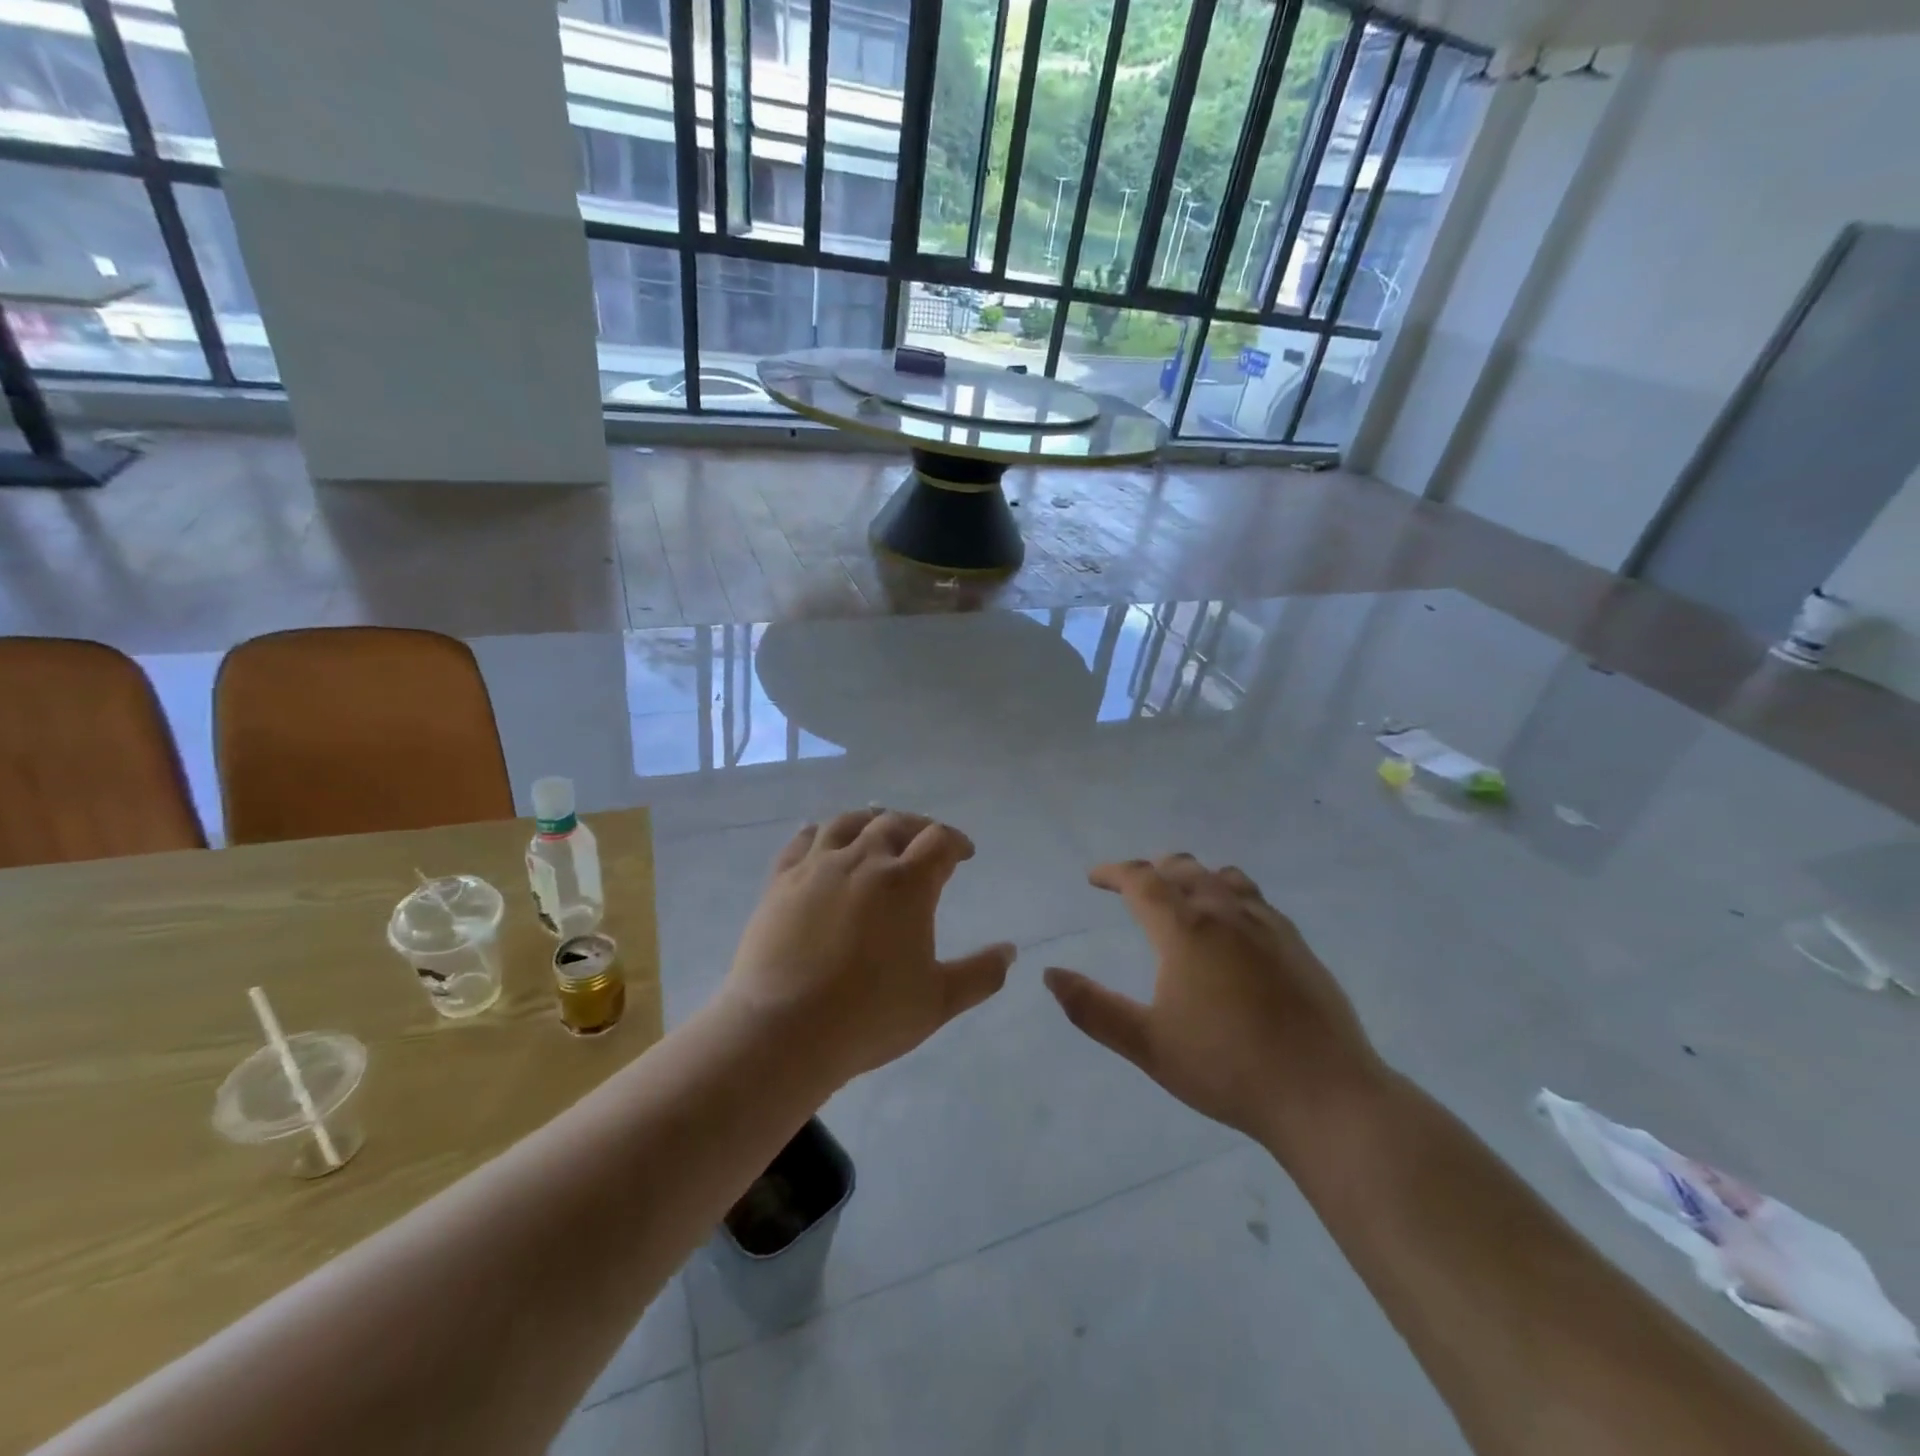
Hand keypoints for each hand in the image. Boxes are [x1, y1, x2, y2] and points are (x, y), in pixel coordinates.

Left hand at [722, 808, 1014, 1081]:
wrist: (784, 1030)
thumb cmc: (869, 1016)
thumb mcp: (938, 1001)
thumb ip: (981, 974)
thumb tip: (1010, 951)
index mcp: (906, 883)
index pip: (939, 840)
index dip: (956, 842)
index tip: (964, 854)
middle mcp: (863, 861)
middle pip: (894, 823)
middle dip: (917, 827)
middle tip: (925, 840)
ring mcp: (817, 867)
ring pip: (847, 823)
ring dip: (869, 820)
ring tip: (877, 826)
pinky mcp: (781, 881)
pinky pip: (801, 842)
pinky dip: (817, 832)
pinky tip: (819, 835)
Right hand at [1044, 855, 1382, 1152]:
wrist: (1324, 1094)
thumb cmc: (1226, 1068)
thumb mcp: (1148, 1045)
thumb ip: (1093, 1008)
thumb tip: (1050, 975)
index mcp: (1186, 930)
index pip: (1141, 880)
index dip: (1113, 872)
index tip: (1094, 877)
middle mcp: (1225, 913)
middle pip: (1183, 869)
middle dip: (1152, 870)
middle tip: (1132, 885)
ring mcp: (1267, 925)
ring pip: (1223, 878)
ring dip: (1193, 877)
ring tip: (1181, 895)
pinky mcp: (1297, 943)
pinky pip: (1255, 899)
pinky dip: (1229, 894)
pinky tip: (1232, 925)